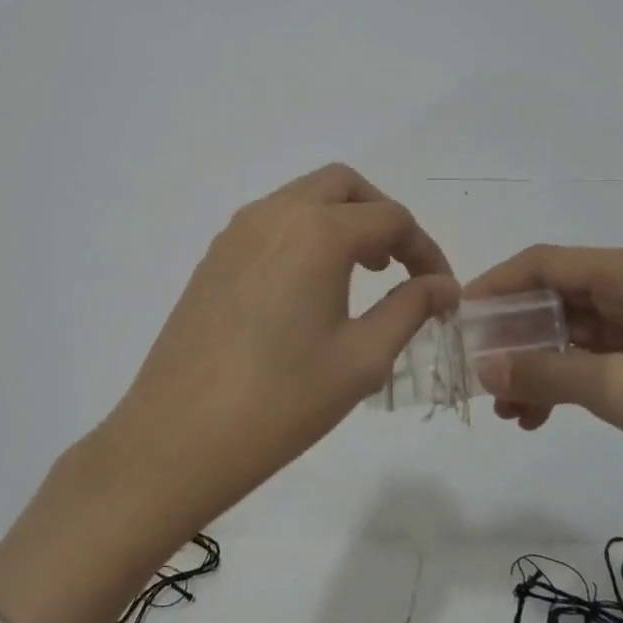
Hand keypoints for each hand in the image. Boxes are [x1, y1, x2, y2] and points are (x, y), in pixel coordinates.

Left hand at [101, 162, 457, 527]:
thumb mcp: (362, 358)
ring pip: (302, 198)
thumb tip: (443, 286)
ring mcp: (236, 232)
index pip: (391, 219)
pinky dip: (303, 235)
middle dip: (381, 216)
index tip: (441, 290)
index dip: (426, 251)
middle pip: (344, 186)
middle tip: (397, 267)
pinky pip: (270, 223)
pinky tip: (307, 289)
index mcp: (318, 232)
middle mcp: (274, 214)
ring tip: (358, 276)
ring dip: (340, 221)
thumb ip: (410, 309)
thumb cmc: (282, 401)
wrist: (179, 435)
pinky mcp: (213, 256)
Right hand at [468, 245, 622, 622]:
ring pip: (579, 331)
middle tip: (479, 376)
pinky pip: (606, 358)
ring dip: (541, 364)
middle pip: (559, 296)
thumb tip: (483, 367)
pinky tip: (548, 415)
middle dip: (514, 335)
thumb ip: (546, 373)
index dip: (493, 286)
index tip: (454, 318)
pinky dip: (573, 380)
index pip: (543, 262)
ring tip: (511, 411)